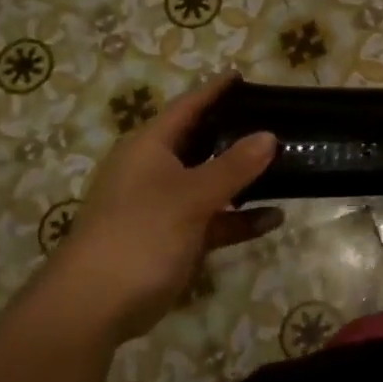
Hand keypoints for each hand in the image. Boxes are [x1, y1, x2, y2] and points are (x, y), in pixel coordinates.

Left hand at [39, 73, 280, 340]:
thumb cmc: (140, 234)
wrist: (95, 305)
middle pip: (202, 142)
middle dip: (237, 134)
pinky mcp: (175, 238)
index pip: (187, 106)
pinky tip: (274, 218)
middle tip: (277, 120)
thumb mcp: (191, 195)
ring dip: (244, 178)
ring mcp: (165, 206)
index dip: (215, 91)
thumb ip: (234, 166)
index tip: (243, 76)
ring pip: (211, 182)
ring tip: (286, 164)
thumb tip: (270, 136)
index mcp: (150, 147)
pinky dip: (240, 219)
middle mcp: (156, 169)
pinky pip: (214, 220)